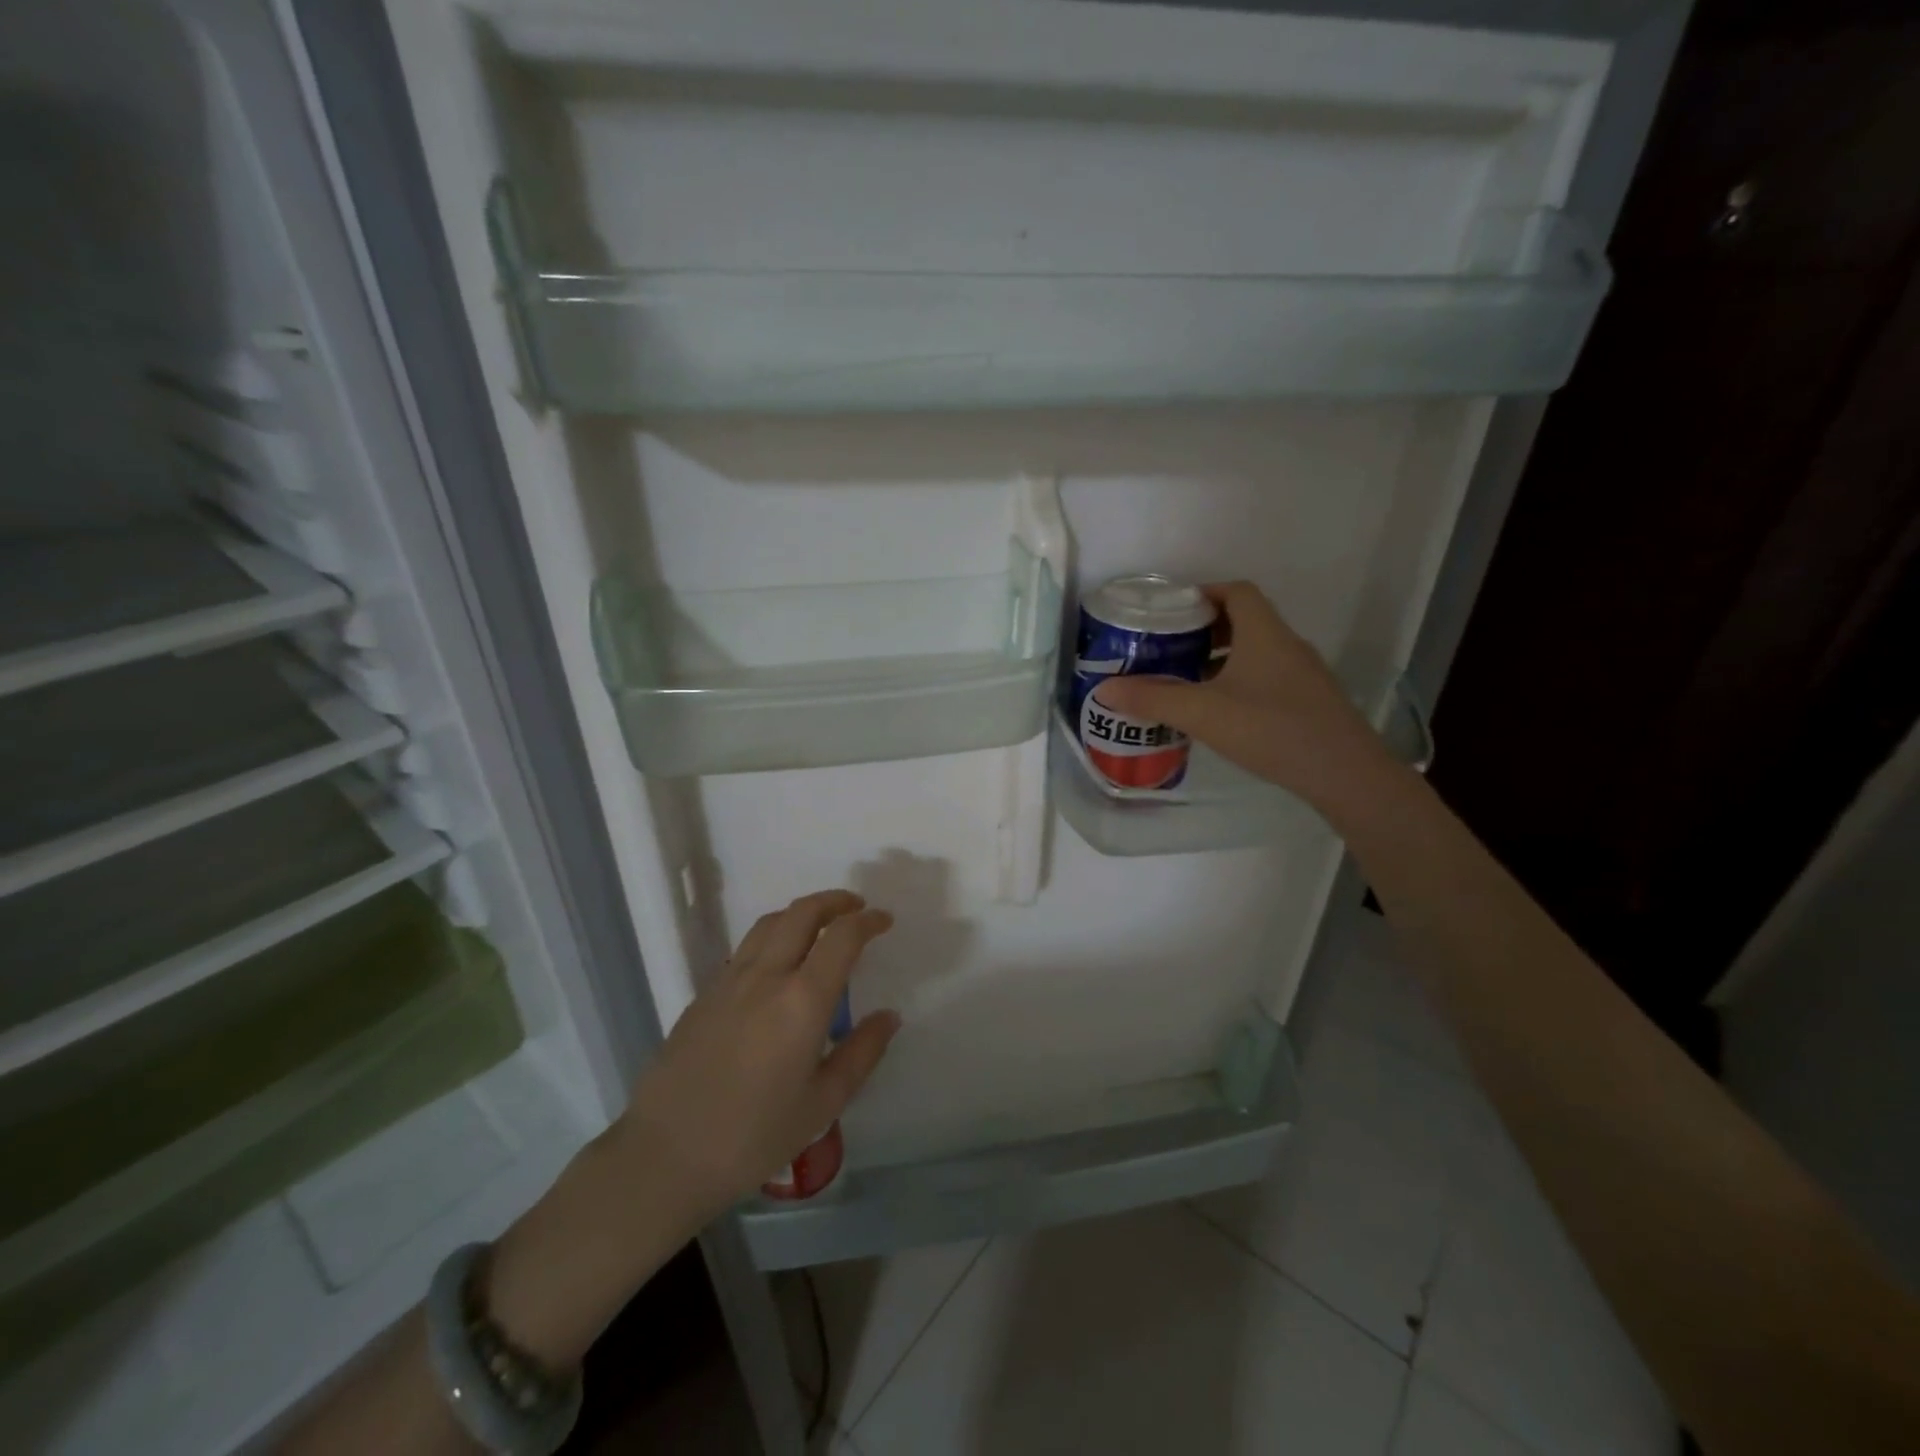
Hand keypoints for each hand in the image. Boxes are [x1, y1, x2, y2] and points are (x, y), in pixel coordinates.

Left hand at [617, 890, 899, 1221]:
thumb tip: (889, 1016)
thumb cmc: (754, 1136)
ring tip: (820, 926)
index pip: (841, 937)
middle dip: (834, 901)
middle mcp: (766, 976)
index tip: (884, 920)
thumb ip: (862, 1053)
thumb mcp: (822, 1103)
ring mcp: (729, 981)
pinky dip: (773, 936)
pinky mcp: (704, 993)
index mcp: (802, 1000)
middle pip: (802, 913)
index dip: (867, 921)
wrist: (665, 1155)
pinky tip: (779, 964)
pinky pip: (746, 947)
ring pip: (770, 923)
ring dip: (801, 912)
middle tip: (856, 908)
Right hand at [1096, 581, 1391, 806]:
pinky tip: (1223, 712)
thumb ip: (1152, 698)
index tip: (1174, 610)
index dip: (1205, 592)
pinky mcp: (1310, 702)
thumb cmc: (1271, 729)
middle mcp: (1287, 644)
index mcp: (1264, 633)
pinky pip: (1269, 677)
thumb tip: (1104, 689)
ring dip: (1223, 657)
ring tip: (1189, 680)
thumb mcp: (1203, 712)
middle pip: (1246, 620)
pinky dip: (1241, 681)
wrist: (1344, 773)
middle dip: (1206, 628)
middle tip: (1172, 647)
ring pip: (1257, 651)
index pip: (1237, 592)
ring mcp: (1304, 674)